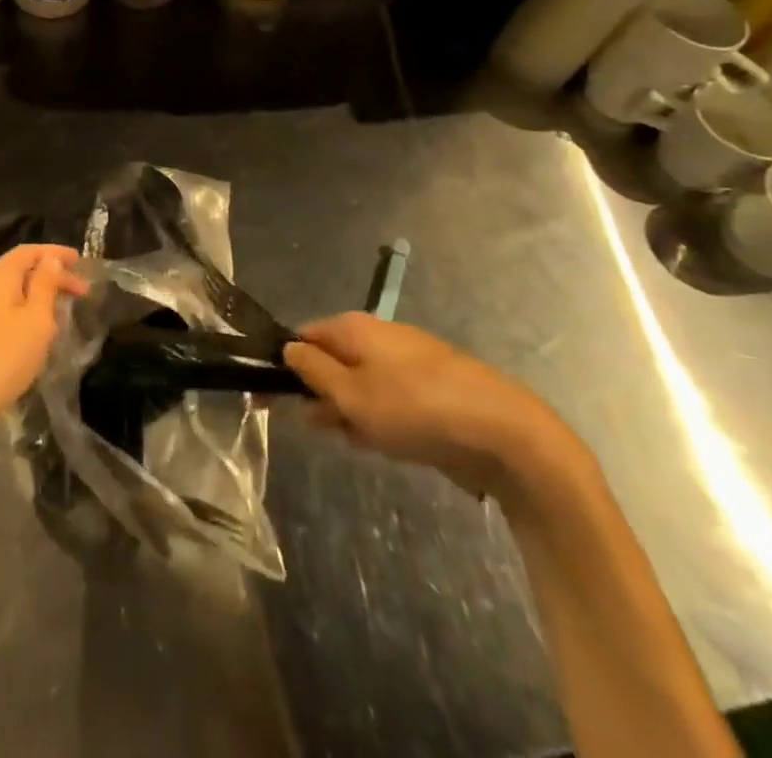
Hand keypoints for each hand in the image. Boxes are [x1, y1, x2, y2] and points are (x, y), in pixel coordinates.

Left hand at [0, 244, 88, 446]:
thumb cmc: (4, 356)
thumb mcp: (36, 319)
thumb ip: (44, 284)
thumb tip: (50, 259)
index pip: (28, 251)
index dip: (55, 253)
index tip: (80, 261)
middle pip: (19, 271)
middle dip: (51, 278)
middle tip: (81, 292)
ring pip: (11, 294)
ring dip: (38, 298)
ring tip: (62, 313)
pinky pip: (1, 313)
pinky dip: (23, 314)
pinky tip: (35, 335)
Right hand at [284, 313, 566, 499]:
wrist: (503, 432)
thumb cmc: (415, 408)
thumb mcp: (352, 395)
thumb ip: (314, 371)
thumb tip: (288, 349)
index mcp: (354, 328)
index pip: (304, 336)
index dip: (284, 365)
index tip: (268, 398)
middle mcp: (378, 336)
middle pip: (332, 359)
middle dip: (317, 392)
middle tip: (310, 426)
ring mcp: (407, 363)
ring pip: (360, 383)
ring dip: (347, 409)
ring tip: (348, 440)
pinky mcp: (430, 391)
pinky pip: (388, 399)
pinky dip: (377, 418)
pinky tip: (380, 443)